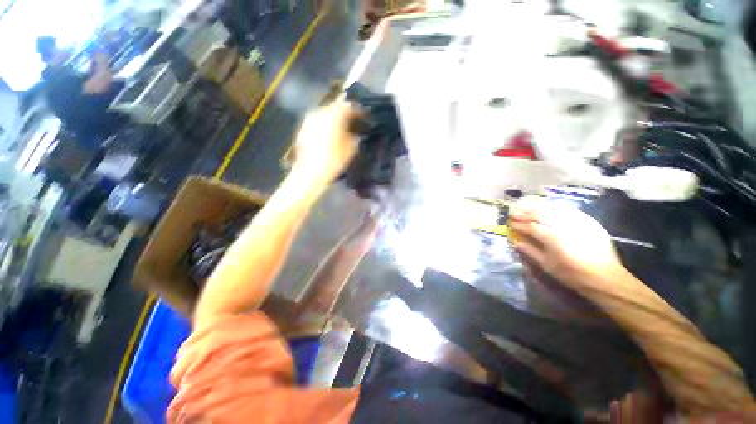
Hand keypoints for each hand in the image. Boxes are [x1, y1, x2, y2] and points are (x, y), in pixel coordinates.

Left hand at [292, 99, 359, 183]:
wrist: (311, 171)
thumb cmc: (334, 159)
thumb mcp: (351, 148)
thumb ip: (354, 135)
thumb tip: (354, 132)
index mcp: (333, 115)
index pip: (348, 106)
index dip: (358, 111)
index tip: (364, 116)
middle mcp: (320, 112)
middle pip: (335, 108)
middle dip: (344, 114)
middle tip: (352, 121)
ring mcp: (309, 120)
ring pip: (325, 114)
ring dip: (334, 119)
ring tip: (341, 128)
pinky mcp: (303, 129)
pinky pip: (318, 123)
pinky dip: (325, 126)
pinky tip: (329, 135)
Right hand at [509, 197, 624, 288]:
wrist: (604, 277)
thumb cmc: (572, 274)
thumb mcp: (547, 265)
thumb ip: (530, 251)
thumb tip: (516, 242)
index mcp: (552, 237)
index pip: (530, 226)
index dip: (518, 224)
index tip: (509, 222)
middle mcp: (563, 226)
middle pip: (540, 214)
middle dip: (525, 212)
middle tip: (513, 211)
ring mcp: (577, 222)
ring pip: (553, 209)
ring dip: (538, 207)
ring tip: (527, 206)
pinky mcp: (588, 222)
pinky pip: (569, 210)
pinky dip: (556, 207)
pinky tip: (549, 207)